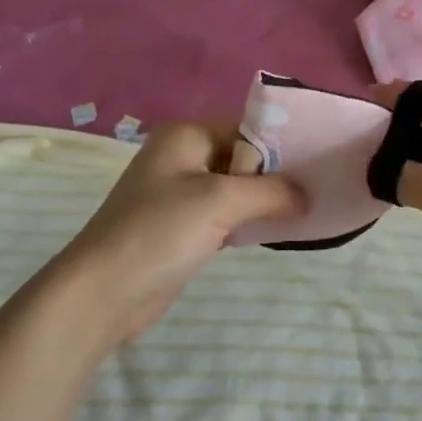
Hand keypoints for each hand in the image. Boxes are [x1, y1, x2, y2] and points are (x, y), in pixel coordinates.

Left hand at [52, 121, 302, 345]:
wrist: (102, 293)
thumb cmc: (159, 231)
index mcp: (187, 135)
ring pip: (236, 187)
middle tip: (319, 187)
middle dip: (277, 173)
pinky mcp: (182, 227)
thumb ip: (270, 191)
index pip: (246, 126)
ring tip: (308, 208)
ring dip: (265, 199)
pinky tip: (276, 230)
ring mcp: (180, 193)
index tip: (320, 161)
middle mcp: (183, 156)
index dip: (282, 143)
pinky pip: (225, 214)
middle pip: (243, 156)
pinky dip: (249, 220)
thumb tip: (308, 196)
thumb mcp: (220, 201)